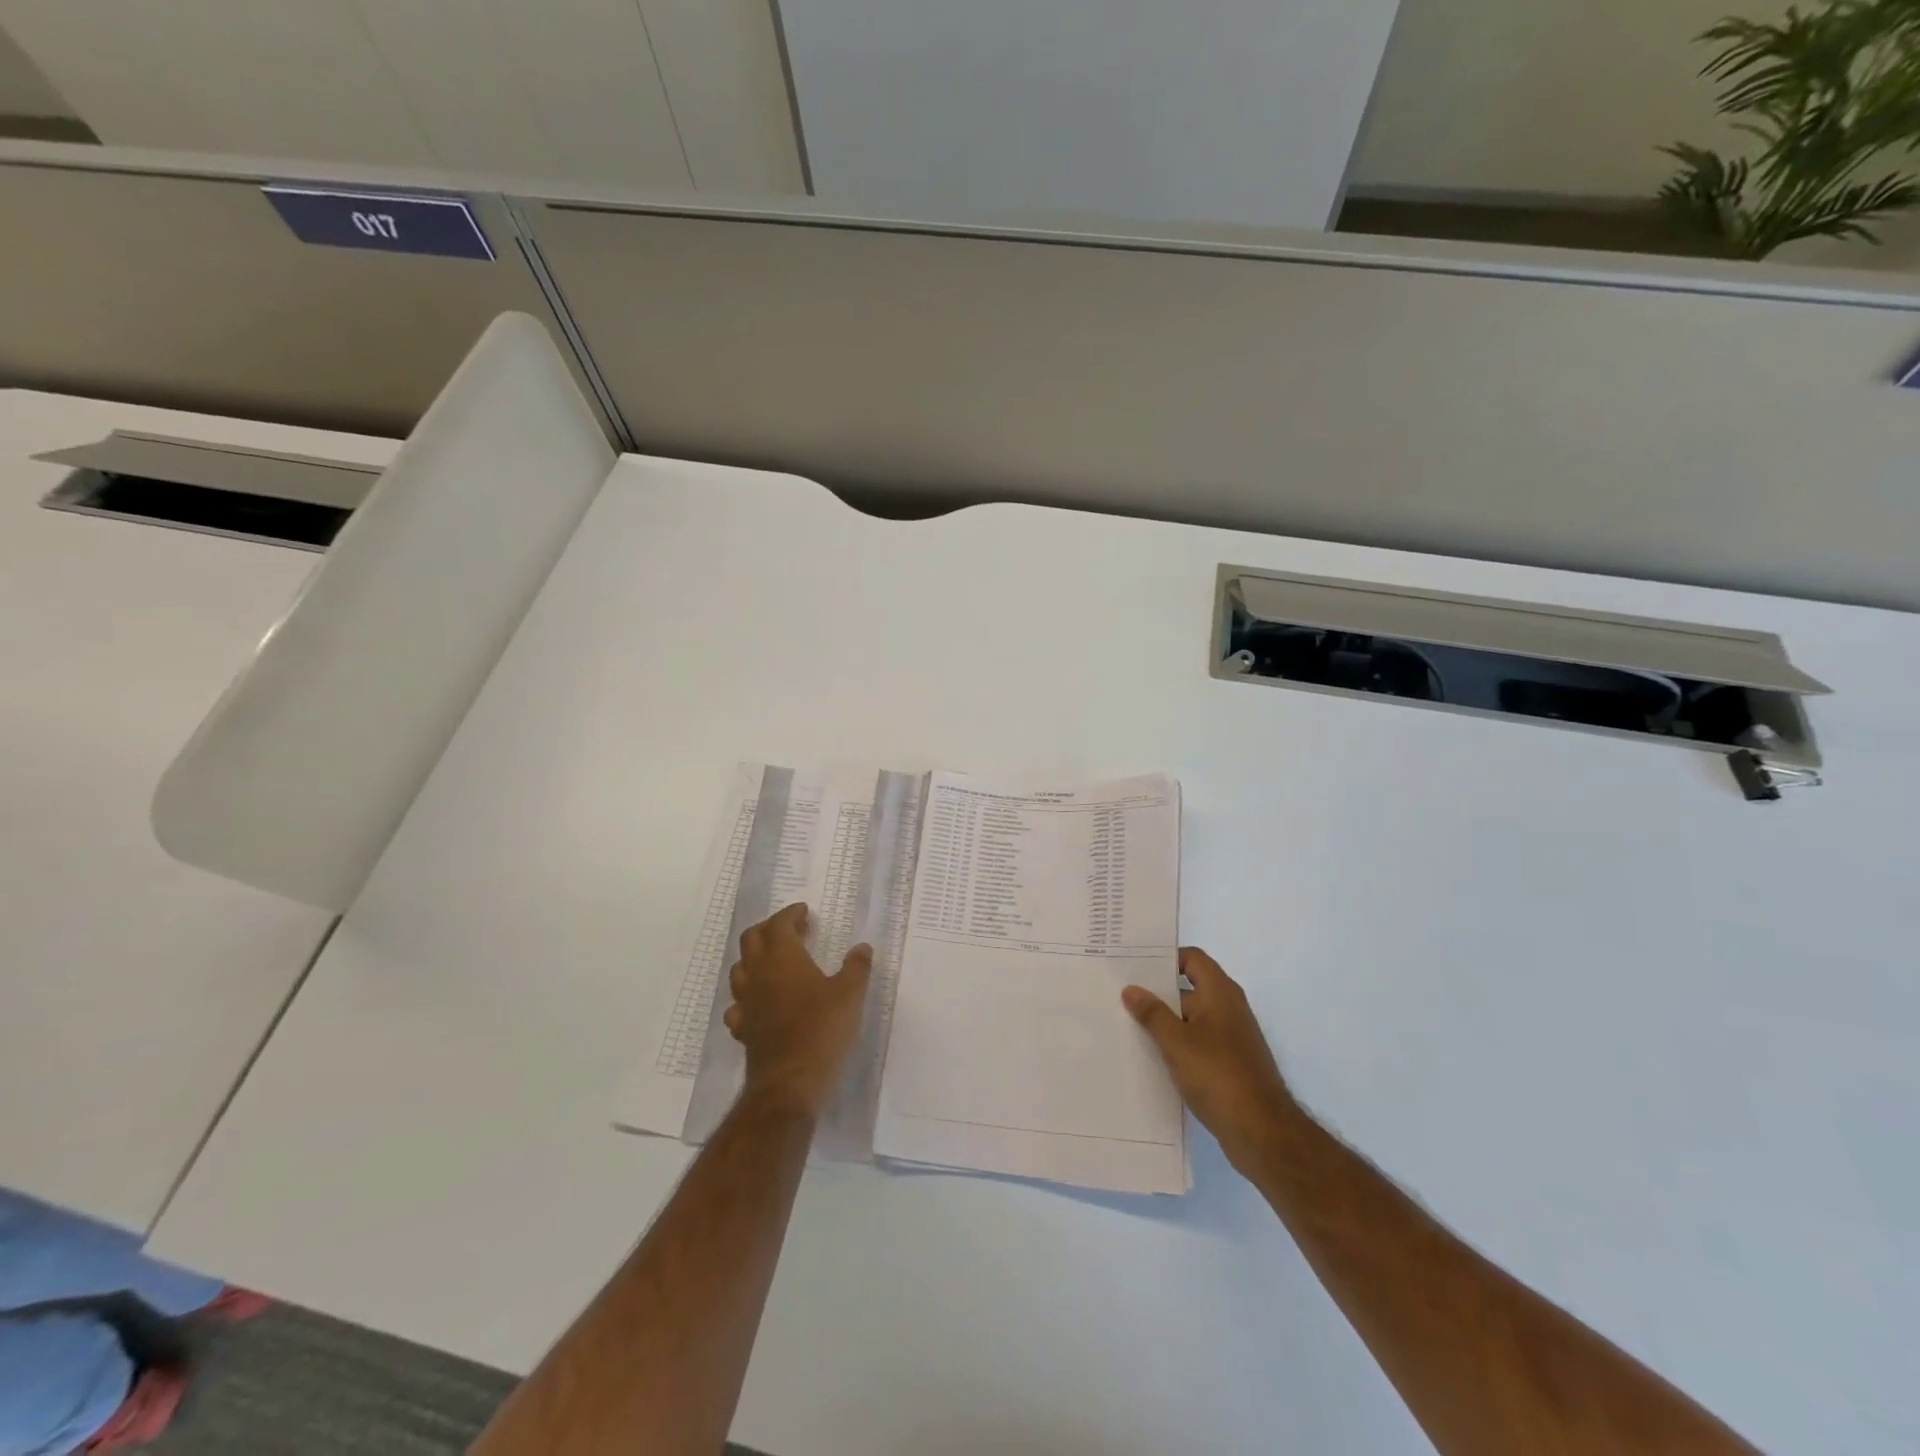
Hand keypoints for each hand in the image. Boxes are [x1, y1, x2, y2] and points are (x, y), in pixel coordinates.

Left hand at [725, 903, 872, 1118]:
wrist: (790, 1082)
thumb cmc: (822, 1029)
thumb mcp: (850, 994)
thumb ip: (856, 967)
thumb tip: (862, 948)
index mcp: (783, 957)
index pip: (778, 924)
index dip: (790, 914)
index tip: (804, 912)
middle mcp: (758, 974)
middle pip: (751, 939)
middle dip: (769, 929)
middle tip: (790, 930)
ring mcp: (746, 1002)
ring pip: (740, 969)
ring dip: (754, 959)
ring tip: (775, 962)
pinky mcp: (743, 1029)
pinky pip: (738, 1004)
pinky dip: (749, 996)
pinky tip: (762, 1003)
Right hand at [1123, 947, 1298, 1174]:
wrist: (1262, 1132)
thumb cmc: (1218, 1075)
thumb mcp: (1176, 1042)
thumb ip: (1152, 1013)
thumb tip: (1131, 989)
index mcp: (1220, 993)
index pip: (1192, 959)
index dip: (1165, 958)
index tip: (1135, 964)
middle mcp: (1229, 1009)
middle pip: (1189, 988)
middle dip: (1157, 992)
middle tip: (1121, 994)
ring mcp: (1231, 1038)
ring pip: (1191, 1019)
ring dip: (1164, 1022)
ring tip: (1127, 1025)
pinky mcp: (1230, 1065)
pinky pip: (1197, 1044)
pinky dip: (1177, 1046)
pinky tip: (1151, 1058)